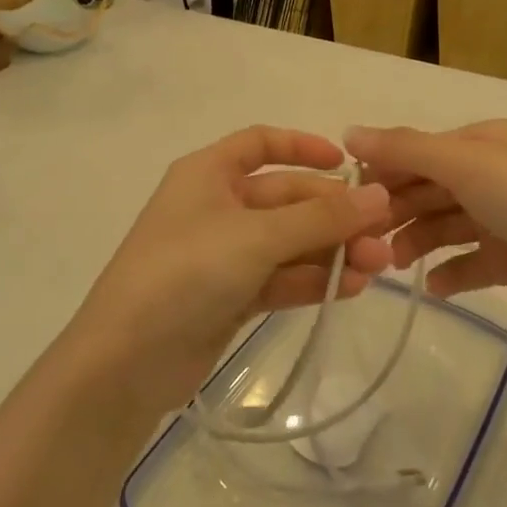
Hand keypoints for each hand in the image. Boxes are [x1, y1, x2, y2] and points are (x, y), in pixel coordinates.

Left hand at [74, 127, 392, 412]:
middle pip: (286, 199)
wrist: (125, 362)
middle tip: (381, 237)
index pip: (260, 143)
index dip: (304, 147)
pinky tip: (351, 289)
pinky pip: (280, 277)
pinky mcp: (229, 296)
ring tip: (376, 268)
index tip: (348, 165)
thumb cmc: (186, 273)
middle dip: (334, 216)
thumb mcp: (257, 237)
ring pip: (288, 242)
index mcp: (209, 173)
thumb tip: (379, 195)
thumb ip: (320, 217)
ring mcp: (222, 254)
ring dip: (331, 251)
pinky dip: (312, 280)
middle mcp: (216, 206)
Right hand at [344, 120, 506, 328]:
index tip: (349, 197)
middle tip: (364, 238)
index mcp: (487, 142)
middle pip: (432, 189)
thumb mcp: (466, 164)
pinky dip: (452, 272)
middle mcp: (497, 174)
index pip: (423, 151)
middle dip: (398, 210)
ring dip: (419, 242)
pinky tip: (435, 287)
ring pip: (449, 226)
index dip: (385, 170)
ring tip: (393, 264)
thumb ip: (406, 148)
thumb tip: (349, 131)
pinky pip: (473, 263)